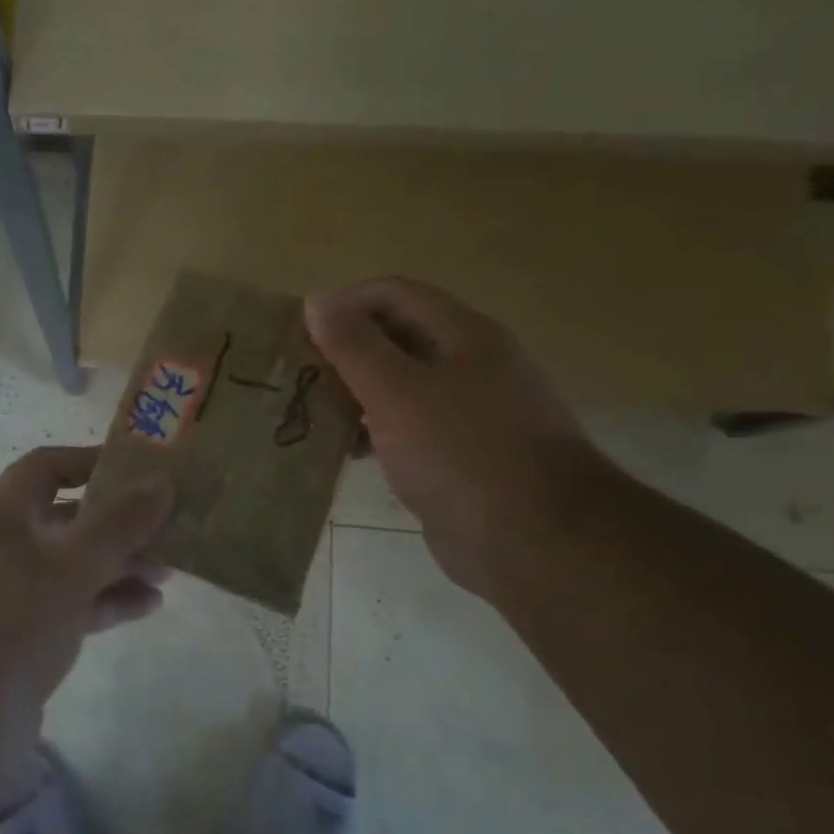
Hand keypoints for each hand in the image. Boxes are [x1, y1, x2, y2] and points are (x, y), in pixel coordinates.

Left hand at [0, 446, 172, 711]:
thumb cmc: (10, 619)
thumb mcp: (71, 565)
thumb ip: (119, 525)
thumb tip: (162, 482)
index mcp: (1, 517)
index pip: (44, 467)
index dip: (89, 462)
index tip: (138, 469)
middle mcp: (2, 548)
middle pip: (65, 520)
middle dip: (116, 523)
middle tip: (166, 528)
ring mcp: (9, 595)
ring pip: (71, 567)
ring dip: (117, 565)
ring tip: (168, 571)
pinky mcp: (20, 638)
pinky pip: (69, 607)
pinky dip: (105, 603)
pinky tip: (147, 607)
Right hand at [306, 277, 623, 595]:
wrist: (535, 540)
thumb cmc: (461, 453)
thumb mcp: (396, 391)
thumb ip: (353, 344)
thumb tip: (317, 299)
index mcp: (463, 334)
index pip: (392, 294)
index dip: (343, 303)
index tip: (298, 332)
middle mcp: (470, 362)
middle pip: (395, 336)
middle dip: (344, 350)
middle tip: (298, 374)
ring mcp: (469, 409)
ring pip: (400, 384)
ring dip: (355, 392)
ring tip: (312, 411)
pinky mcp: (461, 452)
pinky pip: (409, 425)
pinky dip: (375, 429)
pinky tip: (349, 451)